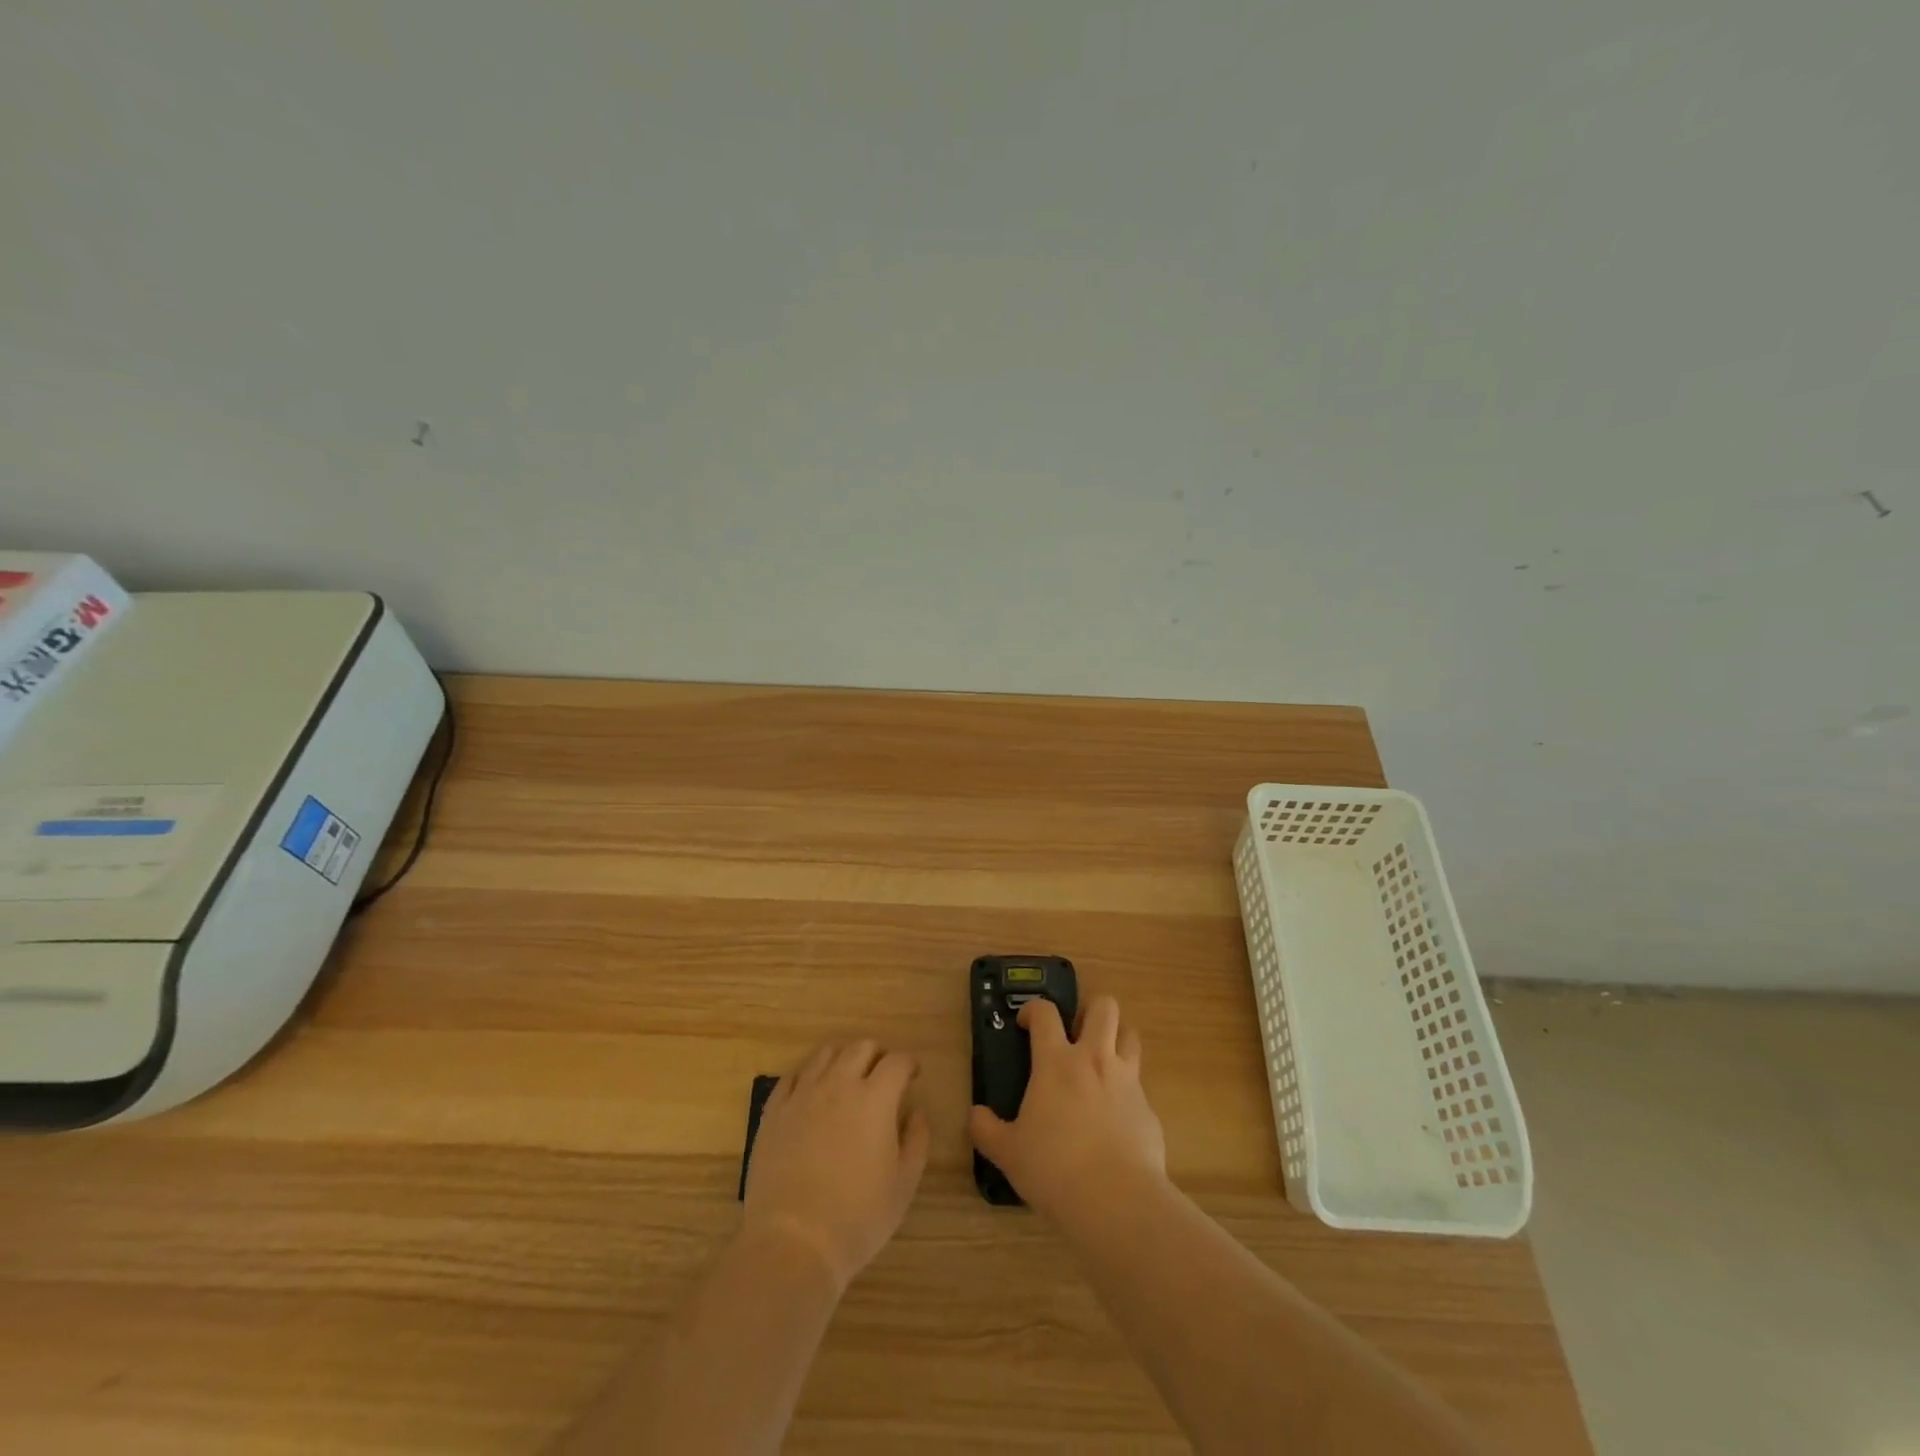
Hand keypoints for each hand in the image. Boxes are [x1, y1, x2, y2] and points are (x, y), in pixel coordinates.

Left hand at [743, 1040, 929, 1292]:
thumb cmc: (857, 1217)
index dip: (909, 1064)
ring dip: (843, 1058)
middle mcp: (839, 1084)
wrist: (792, 1241)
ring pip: (825, 1054)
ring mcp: (802, 1094)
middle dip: (877, 1055)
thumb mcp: (903, 1185)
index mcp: (875, 1098)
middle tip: (882, 1075)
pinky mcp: (774, 1111)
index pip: (897, 1062)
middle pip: (861, 1047)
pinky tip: (812, 1093)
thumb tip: (917, 1113)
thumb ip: (917, 1141)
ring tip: (848, 1078)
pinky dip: (809, 1075)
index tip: (912, 1076)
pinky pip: (793, 1076)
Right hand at [969, 995, 1166, 1220]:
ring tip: (1102, 1059)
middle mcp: (1095, 1060)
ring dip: (1117, 1038)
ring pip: (1130, 1035)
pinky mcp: (1149, 1109)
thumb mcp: (1008, 1153)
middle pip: (1104, 1007)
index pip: (1045, 1013)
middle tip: (1076, 1032)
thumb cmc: (1054, 1169)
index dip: (1033, 1009)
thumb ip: (987, 1130)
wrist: (1117, 1201)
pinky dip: (1128, 1090)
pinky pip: (1140, 1085)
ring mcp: (1127, 1081)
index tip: (1025, 1023)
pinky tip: (1116, 1117)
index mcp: (1056, 1062)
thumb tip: (975, 1115)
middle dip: (1090, 1009)